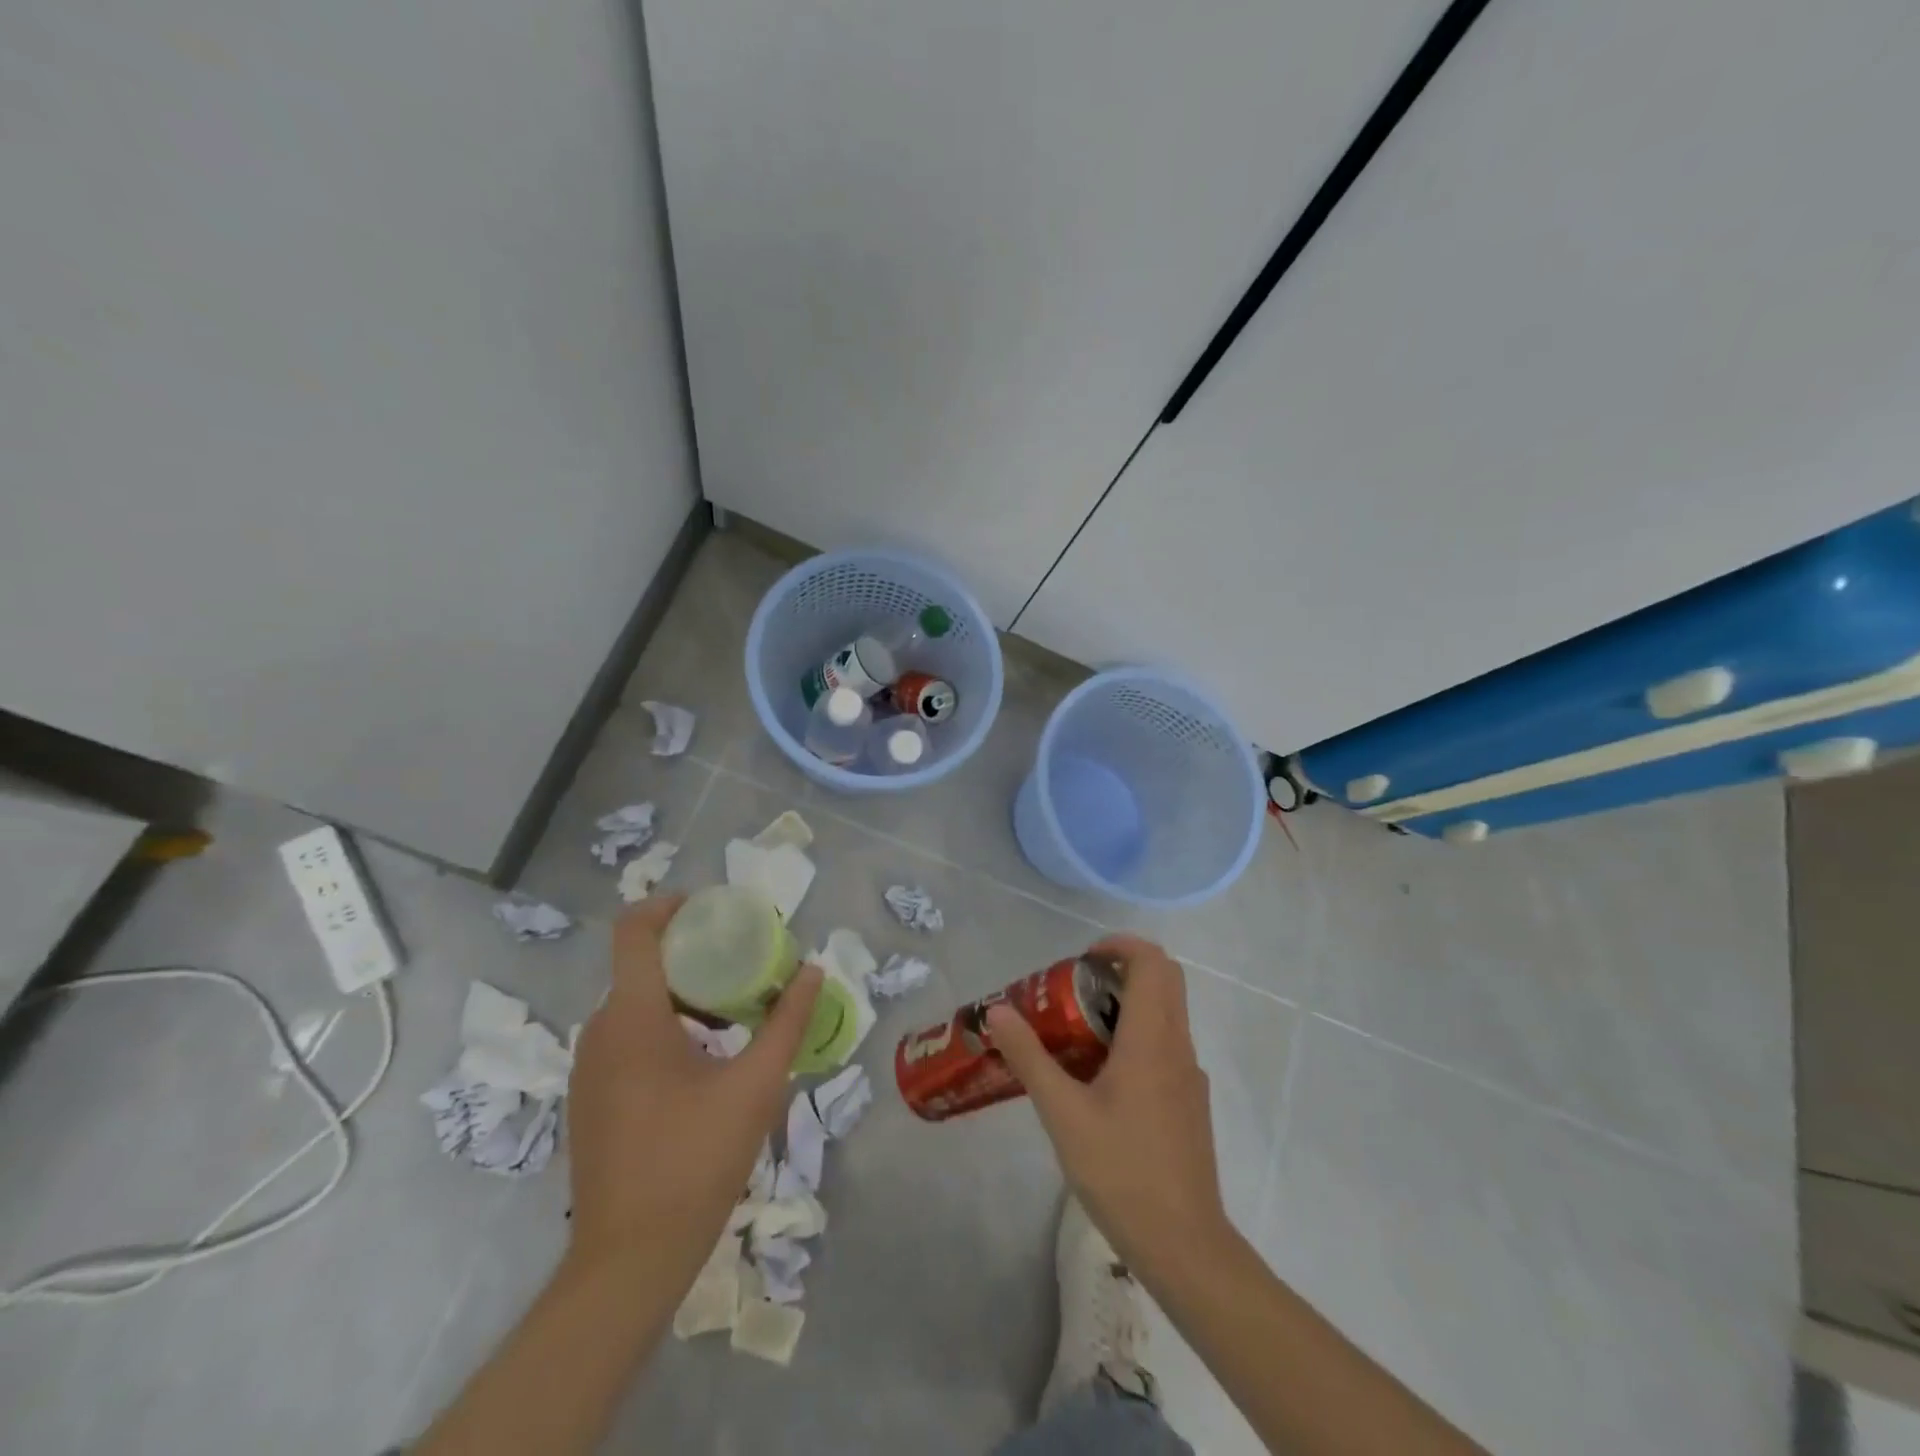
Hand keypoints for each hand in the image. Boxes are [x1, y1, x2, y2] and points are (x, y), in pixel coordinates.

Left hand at [565, 895, 822, 1275]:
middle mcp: (599, 1031)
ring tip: (734, 1008)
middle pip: (640, 963)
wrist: (629, 1261)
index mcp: (632, 1017)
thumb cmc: (695, 1160)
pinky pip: (625, 1036)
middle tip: (743, 959)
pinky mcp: (590, 1098)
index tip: (713, 908)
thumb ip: (787, 1021)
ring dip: (682, 991)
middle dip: (692, 952)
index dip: (668, 905)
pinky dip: (664, 1024)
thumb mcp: (756, 1085)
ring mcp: (588, 1068)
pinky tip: (705, 1057)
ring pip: (634, 1002)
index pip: (633, 929)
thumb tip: (812, 968)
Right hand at [985, 936, 1227, 1277]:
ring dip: (1127, 1004)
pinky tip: (1101, 1078)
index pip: (1152, 962)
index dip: (1120, 946)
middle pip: (1164, 980)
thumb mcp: (1063, 1113)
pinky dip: (1136, 1036)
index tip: (1082, 959)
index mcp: (1152, 1038)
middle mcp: (1178, 1046)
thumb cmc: (1122, 1171)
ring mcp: (1189, 1075)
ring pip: (1166, 1013)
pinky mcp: (1190, 1102)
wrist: (1184, 1245)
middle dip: (1121, 970)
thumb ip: (1029, 1057)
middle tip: (1076, 989)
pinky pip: (1166, 1045)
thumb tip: (997, 1012)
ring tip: (1078, 1033)